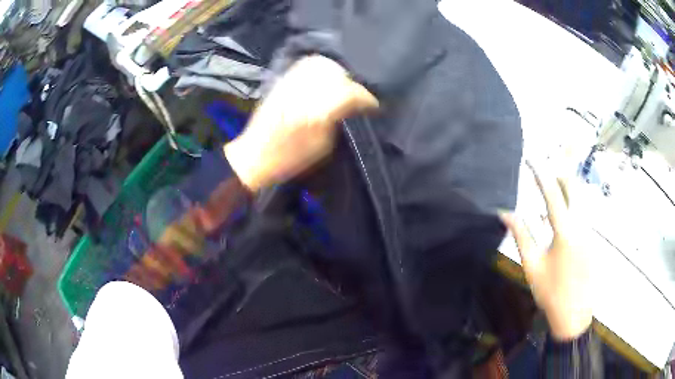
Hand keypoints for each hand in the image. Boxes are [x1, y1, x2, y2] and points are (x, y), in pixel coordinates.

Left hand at [224, 55, 378, 190]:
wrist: (254, 155)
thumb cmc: (290, 159)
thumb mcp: (323, 146)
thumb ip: (342, 122)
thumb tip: (356, 108)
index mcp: (317, 112)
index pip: (351, 94)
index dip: (367, 99)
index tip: (374, 106)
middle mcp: (305, 91)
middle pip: (338, 74)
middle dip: (352, 83)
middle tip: (356, 96)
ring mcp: (292, 82)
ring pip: (322, 65)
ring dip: (337, 73)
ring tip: (342, 85)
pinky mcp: (283, 80)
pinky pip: (306, 65)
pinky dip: (320, 68)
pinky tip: (324, 78)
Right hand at [500, 163, 592, 340]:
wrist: (573, 314)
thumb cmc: (550, 291)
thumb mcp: (532, 265)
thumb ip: (521, 235)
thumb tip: (505, 213)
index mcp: (565, 231)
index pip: (552, 193)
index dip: (540, 174)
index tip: (530, 159)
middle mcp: (582, 225)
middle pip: (573, 188)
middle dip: (558, 175)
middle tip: (545, 173)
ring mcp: (590, 231)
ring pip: (580, 200)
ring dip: (565, 192)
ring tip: (551, 193)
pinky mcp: (593, 239)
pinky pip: (583, 214)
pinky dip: (571, 209)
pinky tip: (560, 221)